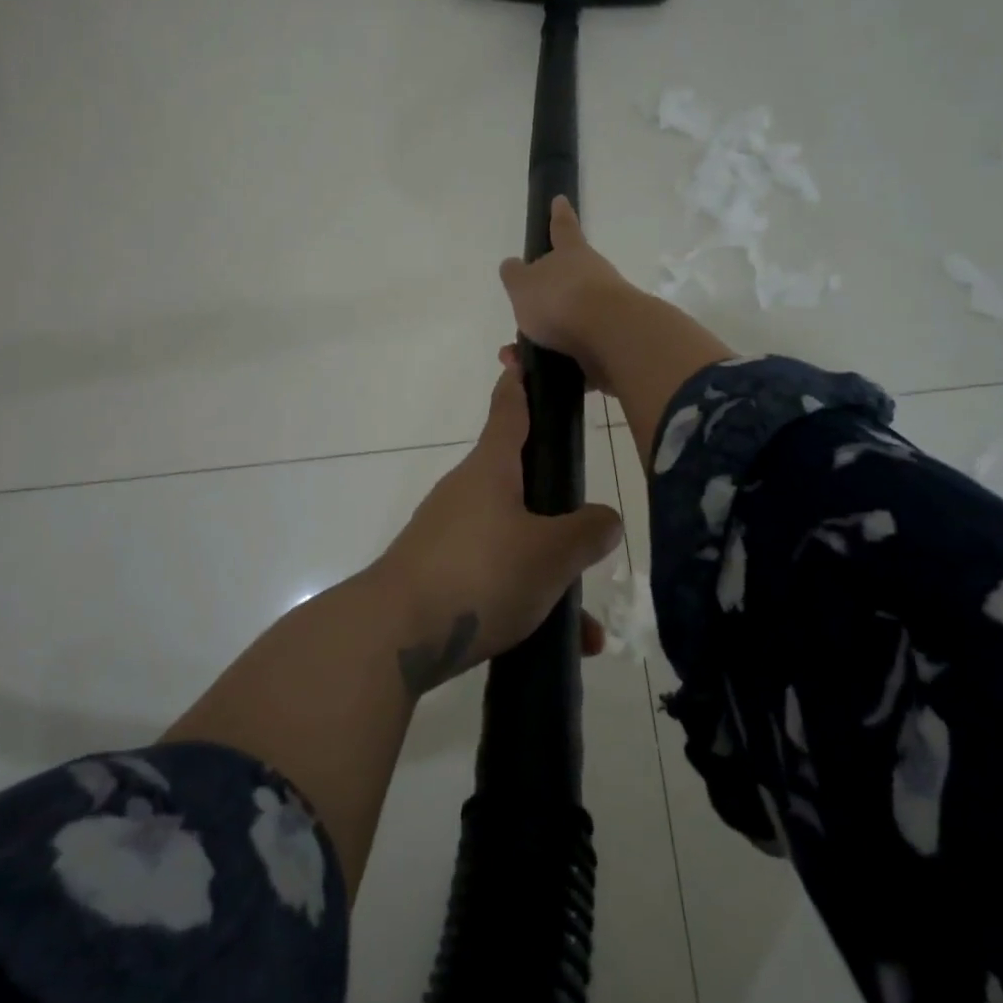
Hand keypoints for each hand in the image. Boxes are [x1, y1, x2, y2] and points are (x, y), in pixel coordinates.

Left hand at [373, 357, 622, 692]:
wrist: (395, 634)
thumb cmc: (480, 572)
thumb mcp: (551, 554)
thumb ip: (588, 533)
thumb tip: (606, 520)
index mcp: (490, 468)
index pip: (509, 409)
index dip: (521, 383)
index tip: (523, 358)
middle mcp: (466, 493)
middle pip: (519, 481)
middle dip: (556, 503)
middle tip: (590, 525)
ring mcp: (448, 534)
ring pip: (514, 540)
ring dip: (550, 573)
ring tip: (584, 621)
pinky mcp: (438, 573)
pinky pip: (494, 577)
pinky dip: (526, 600)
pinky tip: (559, 644)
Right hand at [498, 196, 638, 393]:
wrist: (611, 338)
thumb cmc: (561, 300)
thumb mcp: (523, 285)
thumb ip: (515, 275)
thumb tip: (512, 266)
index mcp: (572, 255)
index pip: (562, 228)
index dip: (558, 216)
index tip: (560, 201)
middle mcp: (593, 278)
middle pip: (565, 284)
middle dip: (540, 302)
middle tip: (520, 317)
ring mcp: (606, 312)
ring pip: (566, 325)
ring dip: (539, 342)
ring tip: (515, 359)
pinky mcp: (611, 345)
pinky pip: (574, 355)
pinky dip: (553, 365)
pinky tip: (533, 377)